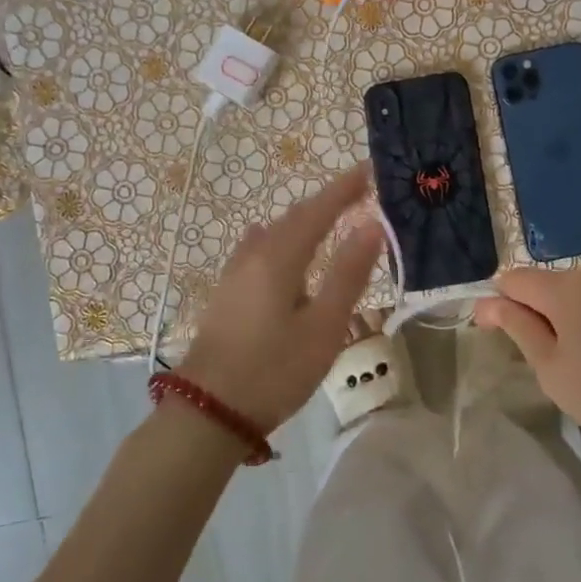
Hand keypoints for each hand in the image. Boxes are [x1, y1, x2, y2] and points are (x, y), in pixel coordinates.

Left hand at [177, 165, 382, 432]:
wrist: (208, 412)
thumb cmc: (274, 370)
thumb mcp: (323, 326)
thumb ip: (348, 274)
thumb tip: (372, 226)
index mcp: (279, 257)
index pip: (318, 210)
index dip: (344, 188)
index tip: (370, 169)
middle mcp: (253, 255)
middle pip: (294, 218)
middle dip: (326, 202)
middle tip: (358, 192)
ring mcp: (234, 274)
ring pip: (274, 234)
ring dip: (304, 221)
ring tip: (329, 219)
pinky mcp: (226, 294)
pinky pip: (260, 250)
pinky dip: (283, 240)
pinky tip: (281, 249)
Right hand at [475, 268, 580, 488]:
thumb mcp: (551, 369)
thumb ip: (518, 328)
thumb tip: (488, 302)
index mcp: (566, 287)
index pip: (513, 279)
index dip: (496, 304)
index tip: (494, 335)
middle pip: (545, 283)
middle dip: (530, 310)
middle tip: (535, 357)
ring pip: (574, 293)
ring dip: (560, 315)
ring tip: (570, 358)